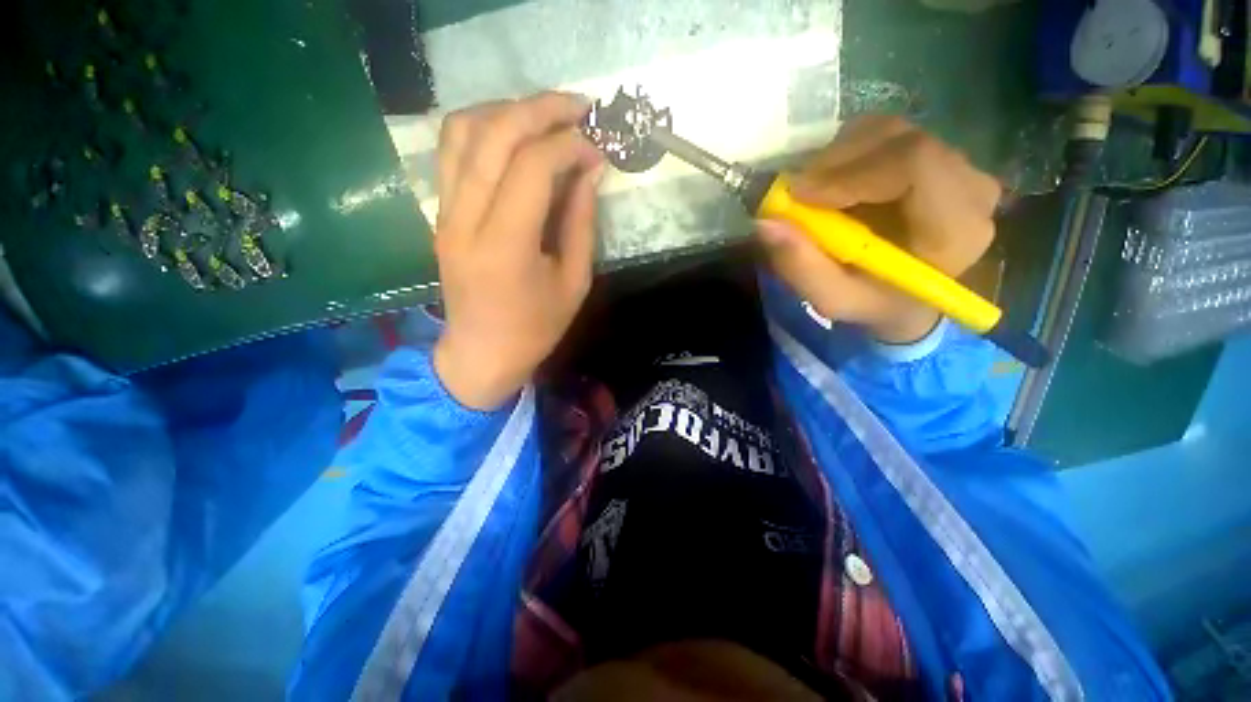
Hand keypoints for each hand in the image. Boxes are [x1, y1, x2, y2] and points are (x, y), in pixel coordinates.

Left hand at [432, 93, 604, 409]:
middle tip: (579, 107)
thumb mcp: (574, 283)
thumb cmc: (535, 328)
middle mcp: (466, 220)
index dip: (569, 145)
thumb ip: (582, 223)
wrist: (481, 353)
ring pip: (463, 131)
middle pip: (494, 134)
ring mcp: (444, 213)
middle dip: (540, 109)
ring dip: (507, 110)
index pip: (533, 166)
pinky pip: (452, 152)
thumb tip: (591, 171)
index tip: (598, 146)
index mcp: (506, 246)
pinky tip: (512, 135)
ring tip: (545, 117)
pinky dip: (482, 128)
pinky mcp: (439, 214)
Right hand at [757, 116, 1001, 342]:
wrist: (906, 298)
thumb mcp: (833, 299)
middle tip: (795, 194)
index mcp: (956, 229)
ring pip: (889, 132)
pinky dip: (846, 153)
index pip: (915, 164)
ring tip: (813, 195)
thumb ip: (802, 267)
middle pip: (900, 141)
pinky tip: (833, 185)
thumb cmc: (873, 303)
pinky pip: (885, 135)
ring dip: (837, 158)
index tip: (799, 195)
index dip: (850, 172)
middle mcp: (970, 186)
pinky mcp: (936, 156)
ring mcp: (957, 165)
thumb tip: (766, 223)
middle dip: (835, 163)